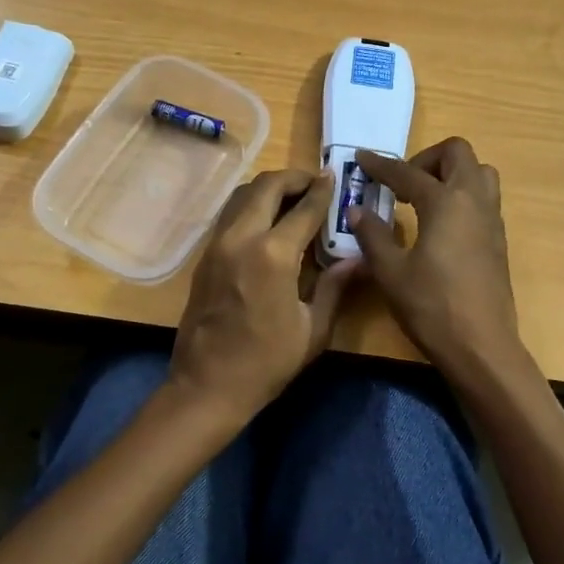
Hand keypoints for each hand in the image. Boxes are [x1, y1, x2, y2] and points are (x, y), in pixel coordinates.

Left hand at [169, 169, 357, 423]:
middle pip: (266, 187)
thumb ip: (334, 286)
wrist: (207, 385)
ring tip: (292, 199)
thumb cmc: (267, 362)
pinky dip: (250, 206)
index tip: (334, 178)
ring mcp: (217, 244)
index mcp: (273, 254)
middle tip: (314, 184)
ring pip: (242, 195)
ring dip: (268, 189)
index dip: (323, 191)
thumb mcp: (313, 329)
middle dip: (293, 178)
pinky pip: (229, 215)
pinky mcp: (205, 256)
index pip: (304, 208)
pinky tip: (267, 223)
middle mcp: (241, 238)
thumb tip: (359, 259)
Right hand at [351, 139, 521, 374]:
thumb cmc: (431, 307)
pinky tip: (439, 225)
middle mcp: (474, 201)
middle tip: (402, 184)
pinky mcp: (498, 240)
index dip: (381, 165)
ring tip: (423, 199)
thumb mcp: (390, 272)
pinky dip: (462, 196)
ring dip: (451, 174)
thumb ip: (373, 235)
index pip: (407, 172)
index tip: (361, 159)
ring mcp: (492, 220)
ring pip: (479, 173)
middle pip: (458, 153)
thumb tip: (357, 211)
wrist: (481, 346)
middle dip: (426, 159)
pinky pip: (484, 199)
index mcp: (445, 203)